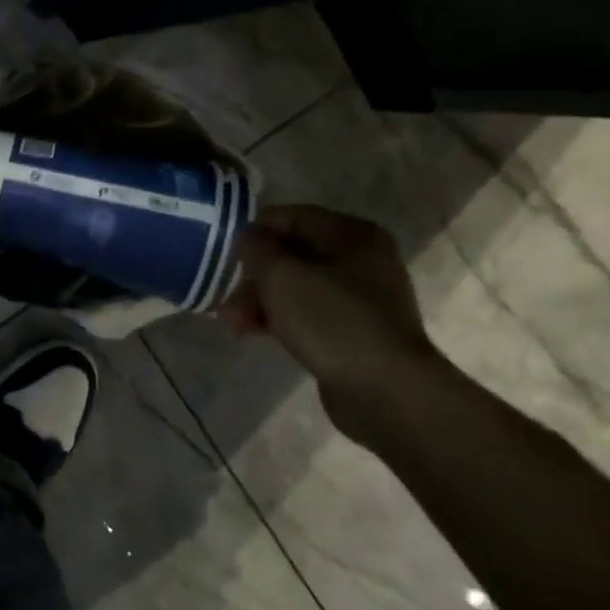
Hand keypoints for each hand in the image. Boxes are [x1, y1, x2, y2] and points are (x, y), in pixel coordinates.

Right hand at [221, 205, 441, 433]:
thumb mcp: (281, 276)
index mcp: (352, 234)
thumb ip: (256, 248)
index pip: (291, 216)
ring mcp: (359, 298)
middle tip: (224, 295)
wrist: (387, 392)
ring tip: (231, 321)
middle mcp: (360, 259)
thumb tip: (247, 236)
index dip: (253, 230)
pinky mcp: (353, 331)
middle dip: (253, 274)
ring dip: (260, 300)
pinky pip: (306, 313)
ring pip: (295, 286)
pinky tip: (251, 332)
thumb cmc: (333, 321)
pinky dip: (278, 318)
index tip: (223, 251)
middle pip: (291, 254)